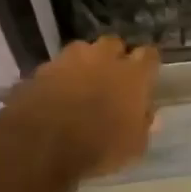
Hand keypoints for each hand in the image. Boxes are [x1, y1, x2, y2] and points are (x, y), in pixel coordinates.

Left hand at [14, 35, 160, 177]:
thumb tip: (148, 114)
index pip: (149, 55)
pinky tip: (57, 93)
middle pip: (114, 44)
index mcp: (133, 74)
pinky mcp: (42, 69)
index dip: (148, 64)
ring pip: (83, 50)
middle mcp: (104, 58)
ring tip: (82, 82)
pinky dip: (60, 76)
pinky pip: (57, 67)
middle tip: (113, 77)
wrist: (41, 143)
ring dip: (85, 62)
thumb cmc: (98, 147)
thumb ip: (143, 125)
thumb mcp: (133, 147)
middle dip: (115, 57)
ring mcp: (70, 59)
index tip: (146, 76)